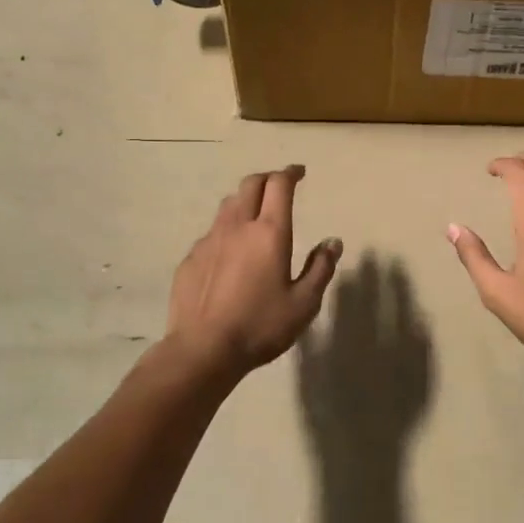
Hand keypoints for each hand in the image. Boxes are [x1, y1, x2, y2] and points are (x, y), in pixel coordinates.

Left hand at [166, 165, 341, 376]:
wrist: (203, 350)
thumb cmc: (260, 326)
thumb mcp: (303, 304)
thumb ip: (320, 268)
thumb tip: (333, 242)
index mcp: (270, 232)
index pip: (279, 185)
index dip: (290, 173)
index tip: (299, 172)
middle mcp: (238, 226)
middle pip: (250, 184)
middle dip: (267, 178)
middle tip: (279, 185)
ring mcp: (209, 240)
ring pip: (228, 205)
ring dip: (245, 200)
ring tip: (255, 213)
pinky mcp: (191, 258)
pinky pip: (212, 233)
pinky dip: (226, 231)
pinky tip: (230, 253)